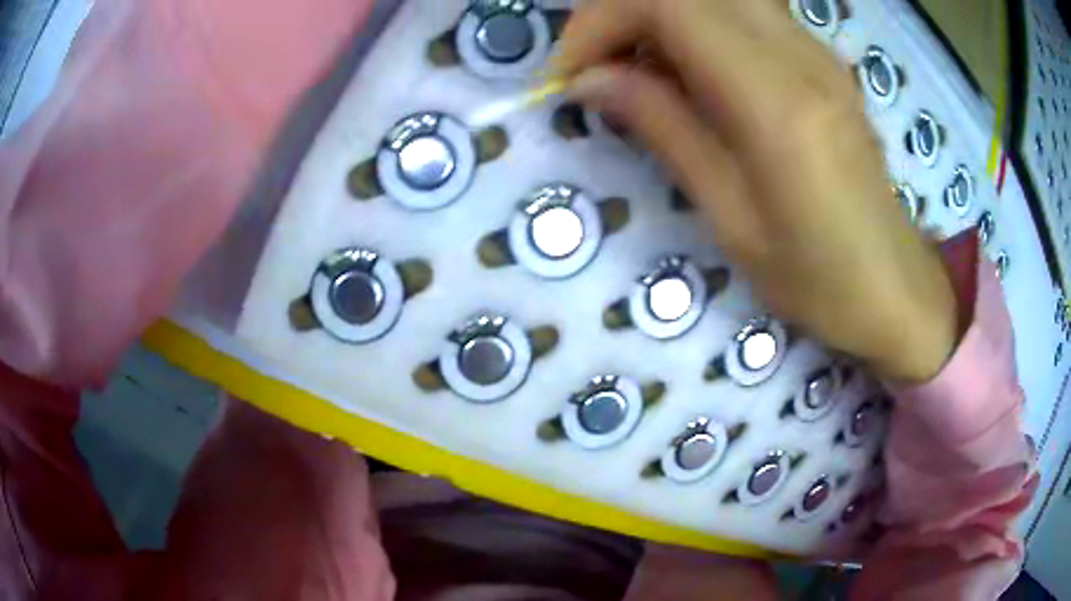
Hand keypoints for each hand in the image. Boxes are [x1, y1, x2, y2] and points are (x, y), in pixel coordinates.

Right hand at [553, 0, 957, 382]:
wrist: (895, 288)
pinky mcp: (823, 62)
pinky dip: (697, 29)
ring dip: (659, 19)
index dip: (601, 21)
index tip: (568, 75)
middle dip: (622, 13)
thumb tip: (590, 81)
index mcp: (777, 101)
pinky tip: (688, 76)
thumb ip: (664, 130)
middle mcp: (801, 56)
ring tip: (636, 72)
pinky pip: (746, 16)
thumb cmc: (818, 279)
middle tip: (596, 68)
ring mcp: (818, 53)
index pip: (670, 5)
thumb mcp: (731, 218)